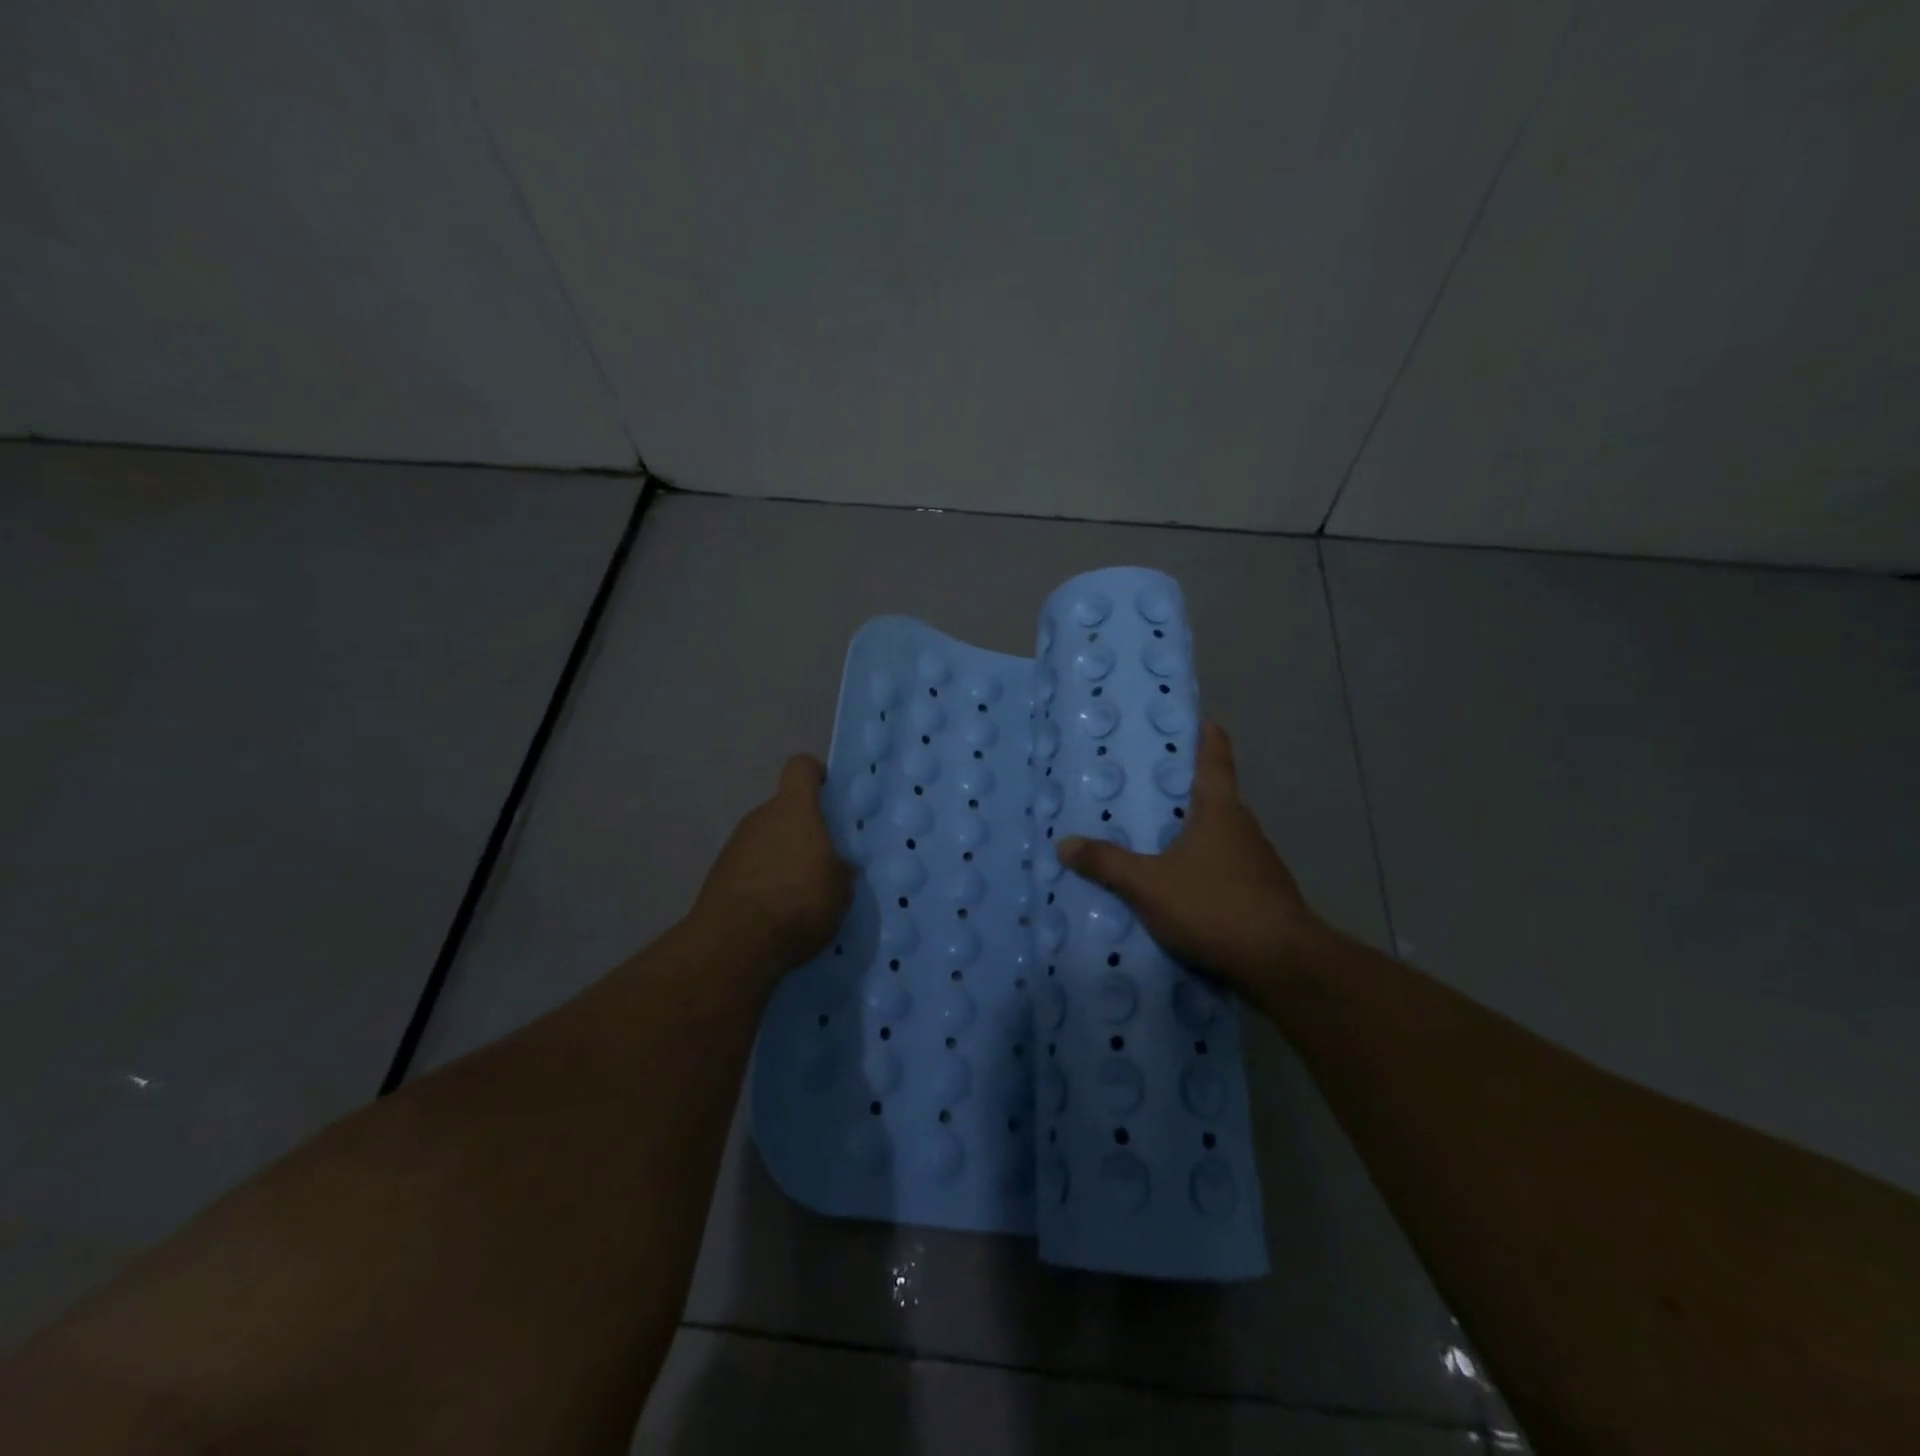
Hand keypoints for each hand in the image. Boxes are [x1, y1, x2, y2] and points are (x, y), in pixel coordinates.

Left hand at [693, 755, 853, 970]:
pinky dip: (763, 880)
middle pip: (784, 809)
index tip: (829, 796)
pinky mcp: (718, 874)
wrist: (737, 943)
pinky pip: (750, 866)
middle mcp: (761, 817)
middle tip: (823, 860)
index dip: (817, 776)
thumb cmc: (800, 901)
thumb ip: (841, 868)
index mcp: (795, 809)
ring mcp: (735, 844)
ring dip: (782, 857)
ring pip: (767, 839)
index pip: (802, 768)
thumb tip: (839, 864)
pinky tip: (776, 910)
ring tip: (800, 892)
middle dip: (803, 829)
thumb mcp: (841, 888)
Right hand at [1057, 722, 1319, 993]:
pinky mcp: (1266, 897)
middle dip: (1191, 795)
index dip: (1209, 738)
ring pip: (1224, 840)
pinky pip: (1230, 873)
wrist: (1281, 963)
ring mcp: (1261, 864)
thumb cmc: (1213, 905)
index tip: (1205, 719)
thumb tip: (1064, 844)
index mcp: (1220, 811)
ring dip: (1199, 838)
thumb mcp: (1148, 885)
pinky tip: (1188, 893)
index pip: (1216, 761)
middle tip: (1156, 792)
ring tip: (1164, 845)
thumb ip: (1106, 864)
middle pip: (1218, 801)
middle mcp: (1245, 829)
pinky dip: (1209, 873)